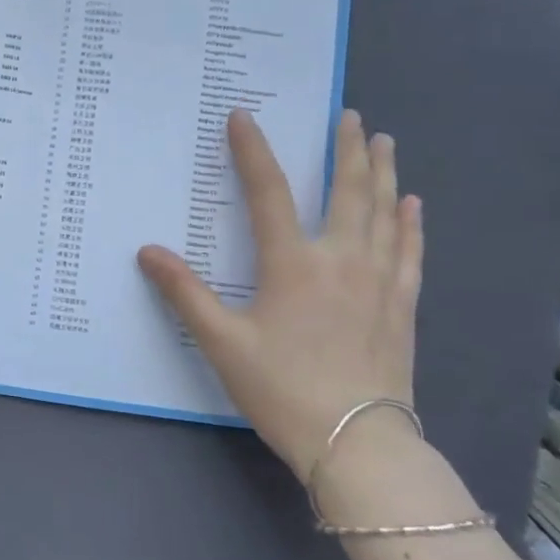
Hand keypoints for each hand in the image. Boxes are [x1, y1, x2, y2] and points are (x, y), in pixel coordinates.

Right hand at [137, 109, 422, 477]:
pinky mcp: (401, 306)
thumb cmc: (282, 389)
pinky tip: (412, 205)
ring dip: (382, 173)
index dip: (253, 151)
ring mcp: (379, 282)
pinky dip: (410, 223)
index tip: (243, 116)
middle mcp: (341, 260)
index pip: (268, 192)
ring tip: (384, 142)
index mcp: (293, 264)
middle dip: (346, 149)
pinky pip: (409, 252)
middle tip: (348, 115)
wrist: (358, 444)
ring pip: (384, 213)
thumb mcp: (222, 342)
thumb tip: (147, 251)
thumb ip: (184, 293)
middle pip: (346, 191)